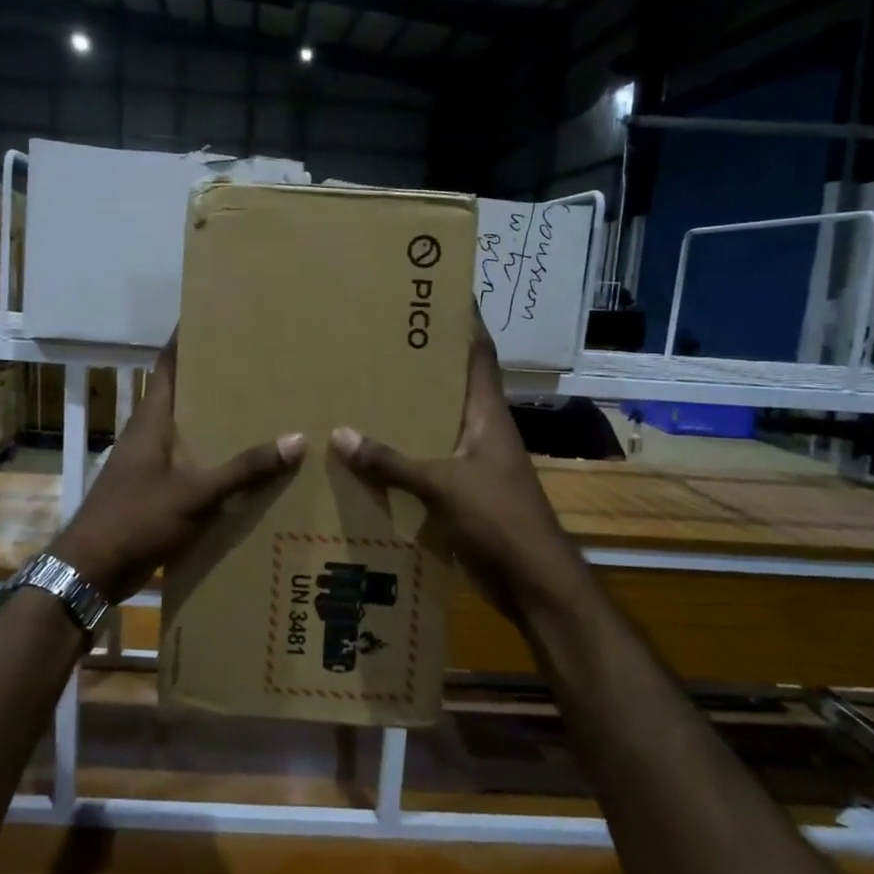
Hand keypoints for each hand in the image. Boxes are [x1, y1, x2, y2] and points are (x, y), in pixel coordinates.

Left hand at [52, 339, 303, 601]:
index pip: (169, 366)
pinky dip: (214, 460)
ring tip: (260, 408)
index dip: (186, 340)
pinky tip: (244, 466)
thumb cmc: (137, 519)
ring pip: (189, 432)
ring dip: (216, 422)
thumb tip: (296, 439)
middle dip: (214, 379)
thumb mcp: (196, 494)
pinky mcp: (155, 492)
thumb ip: (244, 469)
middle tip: (255, 362)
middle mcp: (149, 435)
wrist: (92, 571)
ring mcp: (150, 465)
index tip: (213, 316)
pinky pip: (191, 466)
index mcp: (152, 421)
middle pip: (183, 396)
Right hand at [330, 312, 580, 624]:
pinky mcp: (462, 492)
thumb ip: (392, 462)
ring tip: (362, 389)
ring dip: (406, 410)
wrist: (533, 581)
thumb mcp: (443, 485)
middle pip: (450, 385)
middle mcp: (481, 430)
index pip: (478, 354)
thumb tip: (341, 435)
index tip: (438, 292)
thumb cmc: (499, 520)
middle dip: (420, 363)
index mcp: (487, 414)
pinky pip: (426, 461)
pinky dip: (401, 455)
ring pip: (434, 424)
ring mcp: (473, 462)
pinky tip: (367, 453)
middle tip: (377, 339)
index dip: (464, 321)